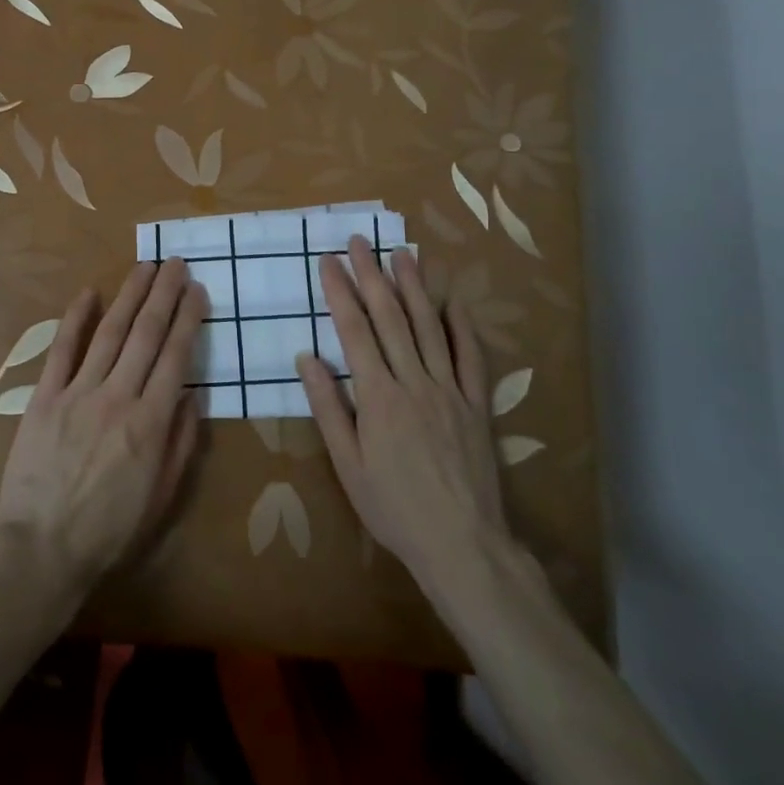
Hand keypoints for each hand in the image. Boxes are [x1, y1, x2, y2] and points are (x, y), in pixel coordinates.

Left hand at [0, 259, 206, 595]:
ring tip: (145, 266)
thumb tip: (191, 394)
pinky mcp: (44, 397)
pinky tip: (88, 292)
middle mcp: (118, 396)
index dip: (189, 319)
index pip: (176, 356)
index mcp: (151, 422)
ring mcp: (78, 392)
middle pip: (146, 334)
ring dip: (129, 296)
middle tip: (176, 263)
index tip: (197, 291)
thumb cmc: (109, 530)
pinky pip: (62, 350)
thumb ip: (181, 442)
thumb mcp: (163, 496)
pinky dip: (75, 319)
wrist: (41, 548)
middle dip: (164, 294)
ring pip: (109, 332)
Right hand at [298, 238, 526, 601]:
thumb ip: (328, 407)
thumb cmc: (393, 508)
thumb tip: (307, 357)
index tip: (329, 260)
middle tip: (360, 241)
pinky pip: (471, 357)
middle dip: (372, 275)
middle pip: (390, 318)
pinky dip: (463, 326)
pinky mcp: (476, 404)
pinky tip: (455, 301)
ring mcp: (449, 390)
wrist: (461, 544)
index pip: (354, 331)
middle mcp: (414, 382)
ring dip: (415, 287)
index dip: (340, 292)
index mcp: (378, 396)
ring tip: (403, 253)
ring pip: (430, 327)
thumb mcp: (347, 465)